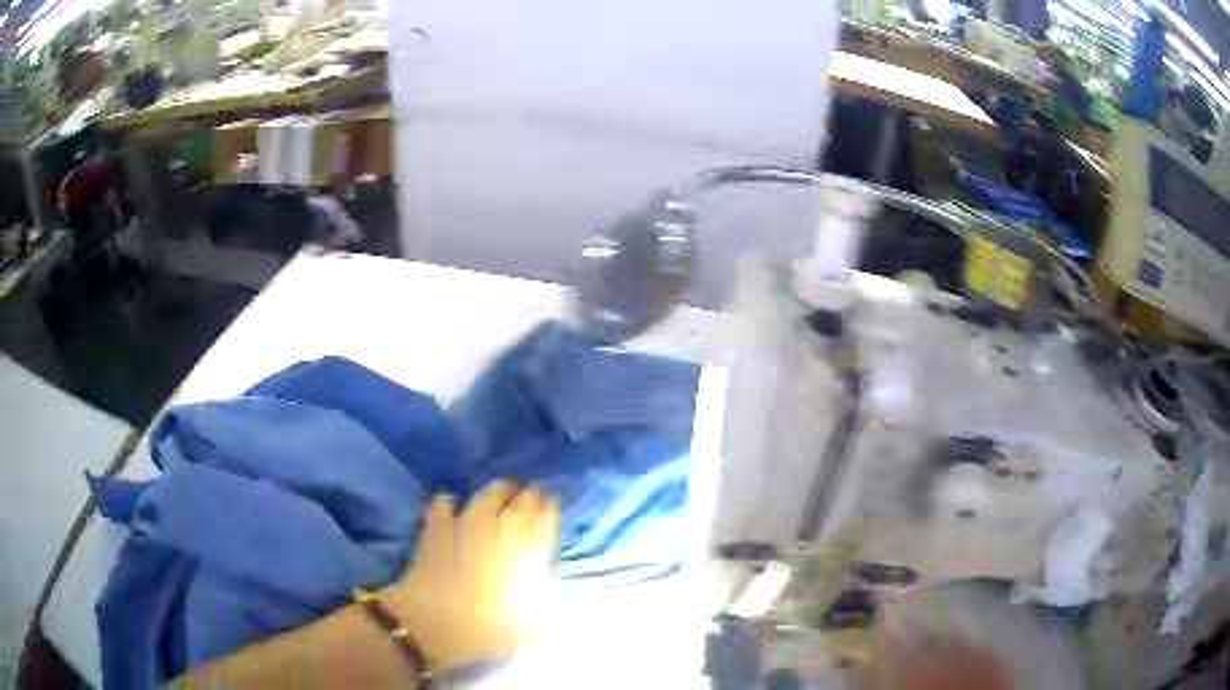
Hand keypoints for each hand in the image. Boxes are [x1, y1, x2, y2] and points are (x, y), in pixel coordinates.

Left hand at [381, 481, 560, 671]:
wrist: (431, 625)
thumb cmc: (485, 631)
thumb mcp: (530, 625)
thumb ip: (545, 599)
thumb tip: (552, 583)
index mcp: (527, 552)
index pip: (546, 518)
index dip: (551, 509)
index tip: (553, 504)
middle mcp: (500, 530)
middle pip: (520, 501)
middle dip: (528, 495)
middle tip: (533, 493)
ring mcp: (465, 525)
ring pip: (485, 496)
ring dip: (496, 490)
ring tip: (502, 490)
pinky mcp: (436, 528)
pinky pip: (444, 506)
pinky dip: (450, 503)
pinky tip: (451, 504)